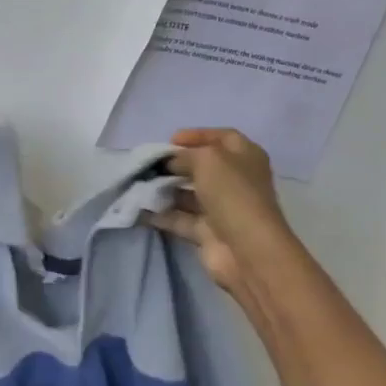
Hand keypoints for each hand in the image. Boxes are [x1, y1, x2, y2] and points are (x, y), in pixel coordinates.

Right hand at [149, 128, 288, 292]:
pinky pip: (179, 219)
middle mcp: (235, 180)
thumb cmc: (232, 194)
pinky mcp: (207, 232)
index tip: (170, 140)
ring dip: (165, 189)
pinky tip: (139, 209)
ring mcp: (221, 208)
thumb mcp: (207, 160)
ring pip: (189, 194)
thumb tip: (169, 163)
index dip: (197, 135)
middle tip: (150, 164)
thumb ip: (184, 155)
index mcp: (245, 157)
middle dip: (176, 164)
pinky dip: (161, 214)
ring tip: (140, 184)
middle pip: (202, 166)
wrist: (245, 249)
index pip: (222, 137)